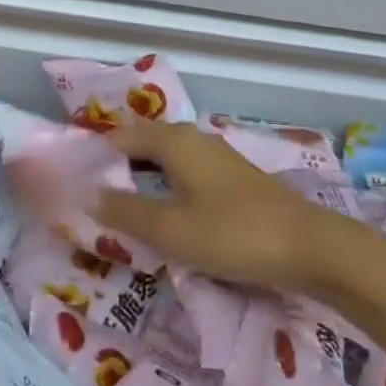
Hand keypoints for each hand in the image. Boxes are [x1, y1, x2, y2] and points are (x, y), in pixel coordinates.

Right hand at [92, 122, 385, 296]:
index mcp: (173, 141)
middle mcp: (192, 139)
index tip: (73, 179)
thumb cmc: (233, 233)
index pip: (120, 137)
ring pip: (166, 161)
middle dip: (117, 167)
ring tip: (123, 209)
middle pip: (143, 145)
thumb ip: (125, 212)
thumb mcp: (170, 229)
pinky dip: (166, 189)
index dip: (95, 155)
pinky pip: (185, 175)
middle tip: (92, 197)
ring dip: (142, 180)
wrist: (311, 248)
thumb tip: (86, 195)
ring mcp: (216, 158)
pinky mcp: (233, 180)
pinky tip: (167, 215)